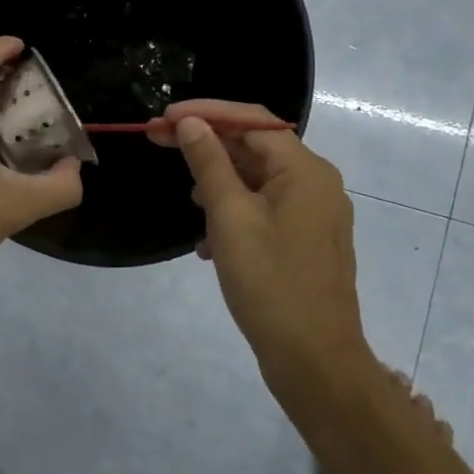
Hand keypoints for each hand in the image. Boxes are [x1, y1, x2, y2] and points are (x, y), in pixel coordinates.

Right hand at [148, 100, 369, 384]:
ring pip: (257, 179)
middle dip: (206, 144)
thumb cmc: (270, 283)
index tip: (163, 118)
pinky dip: (233, 212)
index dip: (205, 112)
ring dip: (218, 181)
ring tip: (187, 198)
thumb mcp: (230, 217)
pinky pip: (264, 209)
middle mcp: (315, 183)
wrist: (315, 362)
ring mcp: (313, 214)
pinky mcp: (305, 241)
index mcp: (305, 170)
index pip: (252, 120)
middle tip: (158, 141)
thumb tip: (190, 122)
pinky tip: (208, 242)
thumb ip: (209, 164)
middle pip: (254, 146)